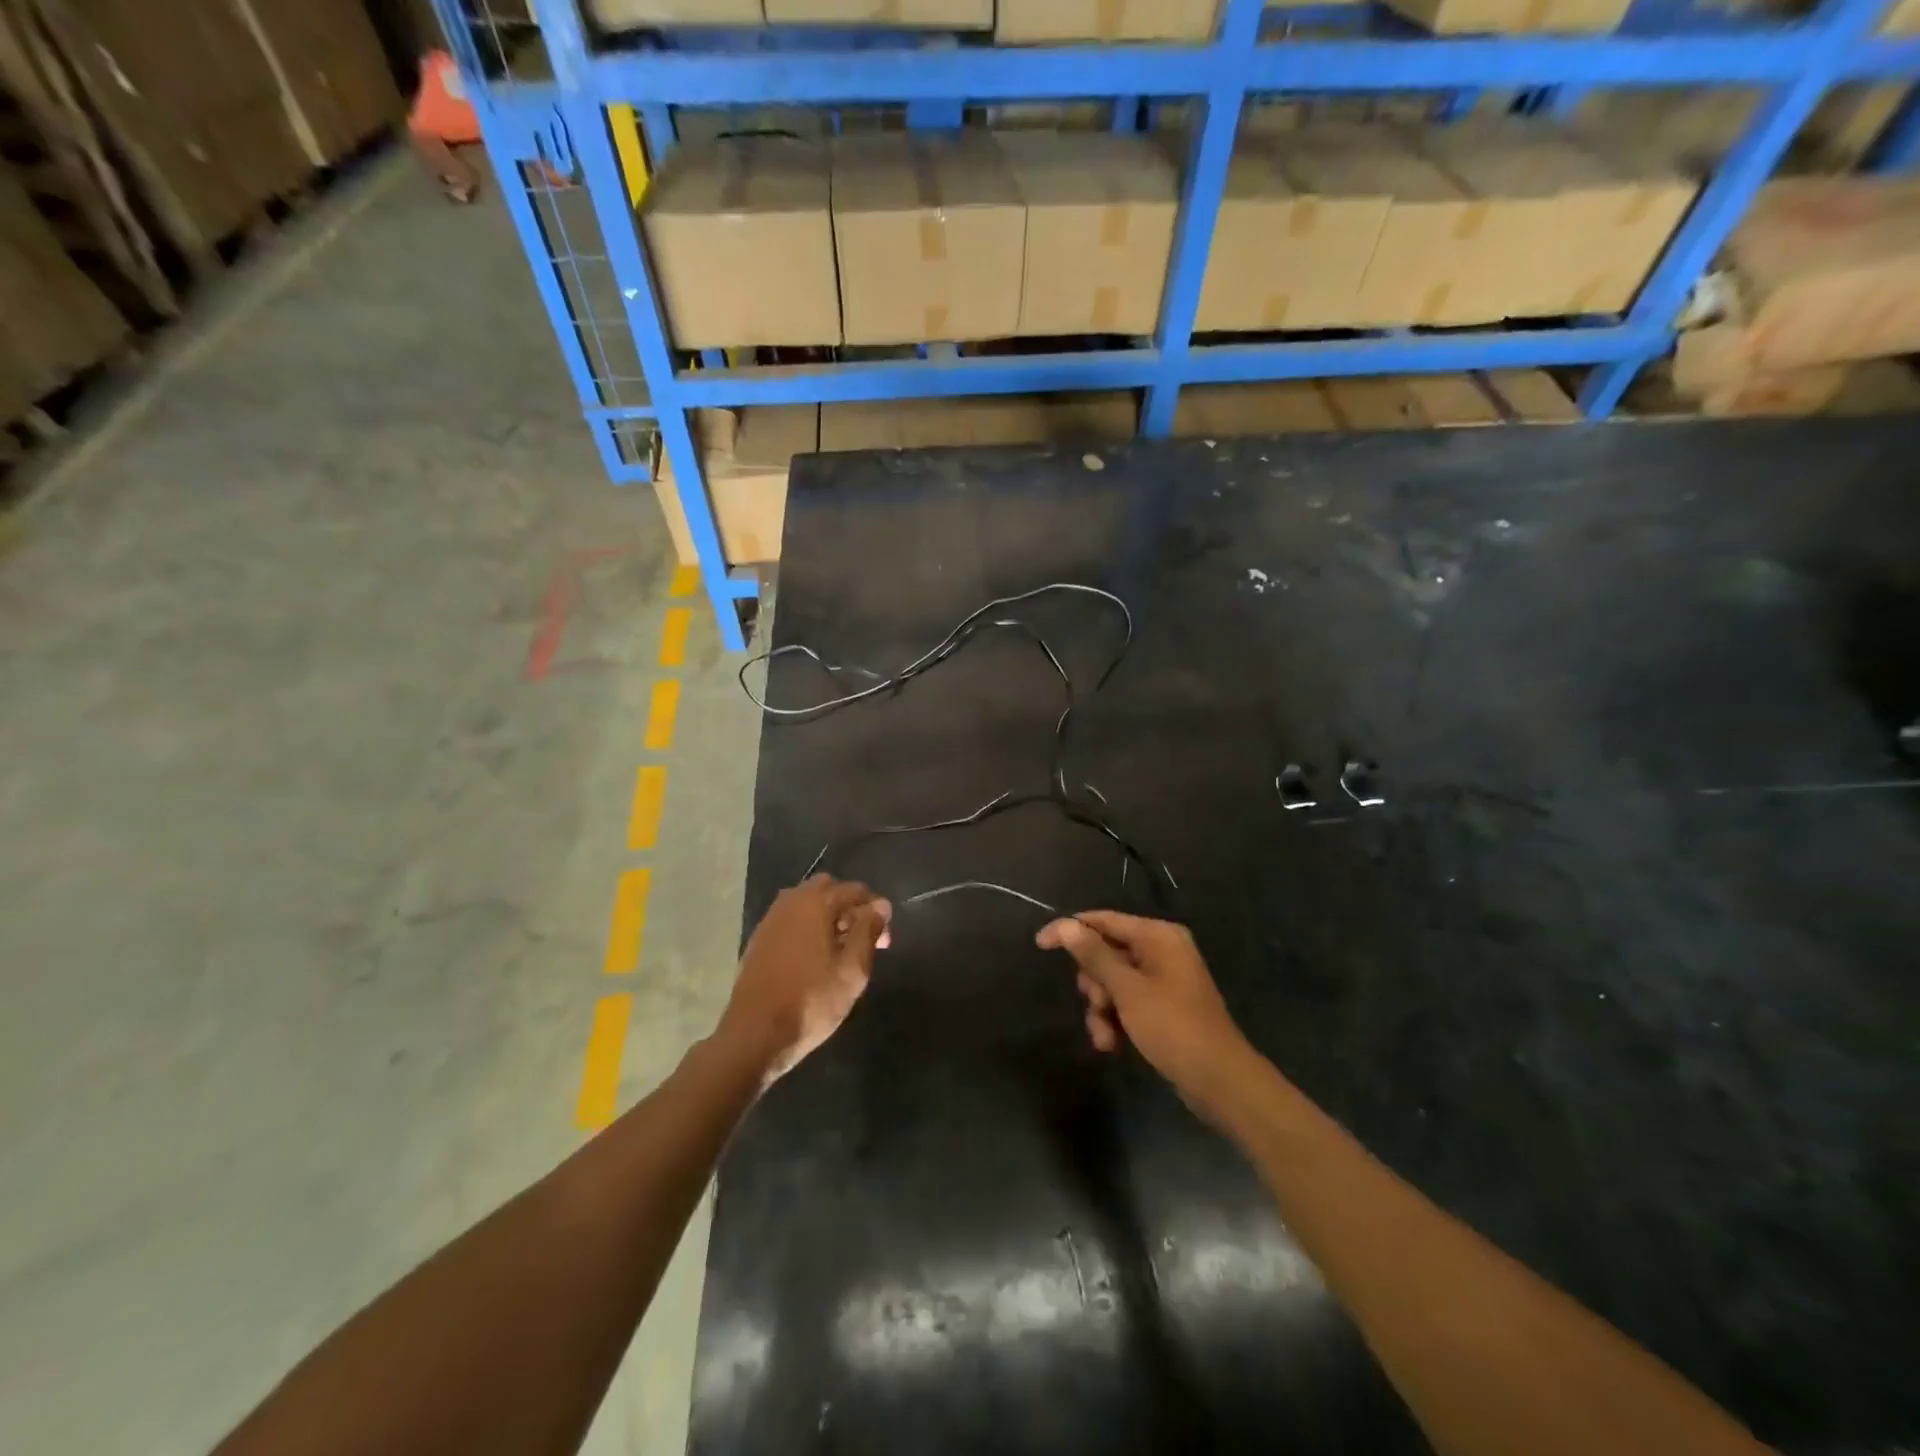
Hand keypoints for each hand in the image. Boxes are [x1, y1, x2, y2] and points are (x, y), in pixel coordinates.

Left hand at [721, 875, 891, 1084]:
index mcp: (815, 903)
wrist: (754, 1035)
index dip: (876, 908)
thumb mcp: (852, 970)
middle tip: (864, 938)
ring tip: (842, 950)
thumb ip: (867, 931)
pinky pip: (791, 921)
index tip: (886, 934)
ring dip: (828, 917)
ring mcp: (770, 921)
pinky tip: (815, 958)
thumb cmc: (811, 1001)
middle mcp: (790, 903)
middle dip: (850, 907)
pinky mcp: (759, 941)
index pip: (854, 890)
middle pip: (827, 889)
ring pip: (806, 904)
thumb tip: (880, 906)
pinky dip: (808, 928)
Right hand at [1036, 912, 1252, 1121]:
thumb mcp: (1128, 990)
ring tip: (1106, 1037)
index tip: (1039, 944)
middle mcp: (1161, 950)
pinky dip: (1116, 1020)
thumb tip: (1066, 925)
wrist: (1220, 1081)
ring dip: (1102, 1009)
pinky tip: (1113, 1045)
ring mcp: (1163, 979)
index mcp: (1158, 936)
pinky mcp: (1163, 1006)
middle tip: (1097, 1005)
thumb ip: (1095, 956)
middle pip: (1105, 953)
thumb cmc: (1173, 1027)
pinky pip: (1127, 1002)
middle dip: (1094, 984)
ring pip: (1112, 982)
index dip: (1070, 930)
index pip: (1103, 920)